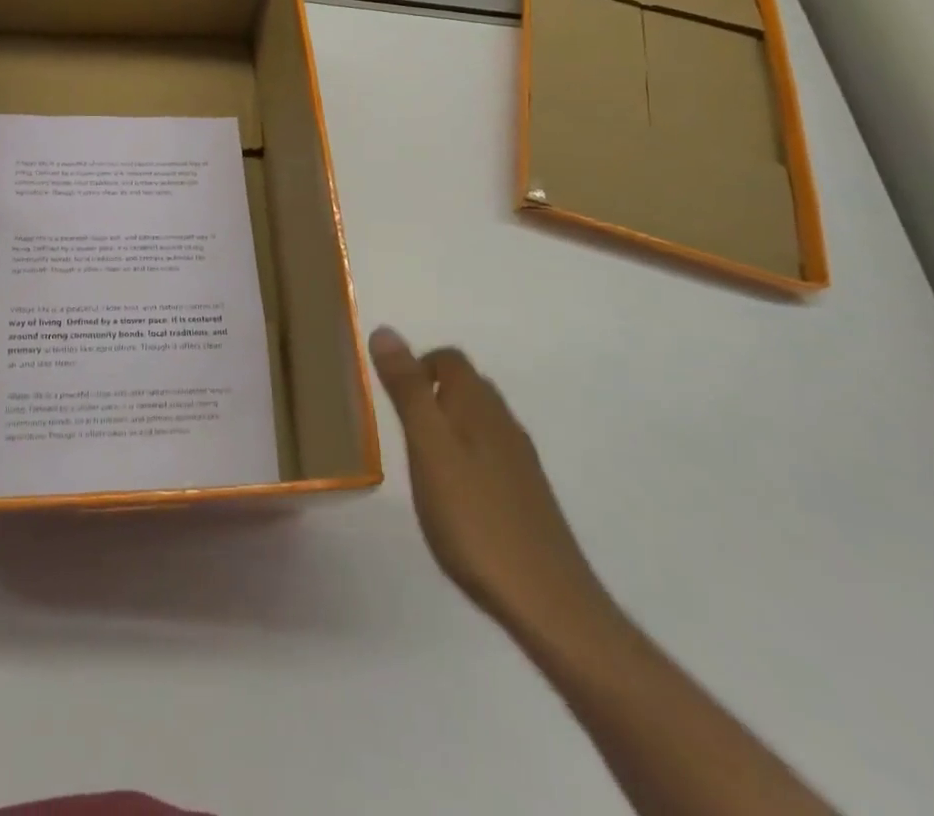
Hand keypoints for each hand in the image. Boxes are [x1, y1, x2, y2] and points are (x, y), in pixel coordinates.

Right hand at [370, 327, 612, 640]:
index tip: (389, 392)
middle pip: (467, 386)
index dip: (418, 363)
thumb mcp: (428, 447)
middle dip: (430, 390)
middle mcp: (504, 424)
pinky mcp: (526, 497)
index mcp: (479, 406)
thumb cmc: (474, 517)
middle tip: (397, 423)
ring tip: (418, 456)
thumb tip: (385, 330)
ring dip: (448, 423)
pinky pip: (490, 454)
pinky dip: (465, 456)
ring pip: (479, 420)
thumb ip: (408, 390)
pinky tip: (452, 493)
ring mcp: (520, 462)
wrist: (547, 601)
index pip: (449, 359)